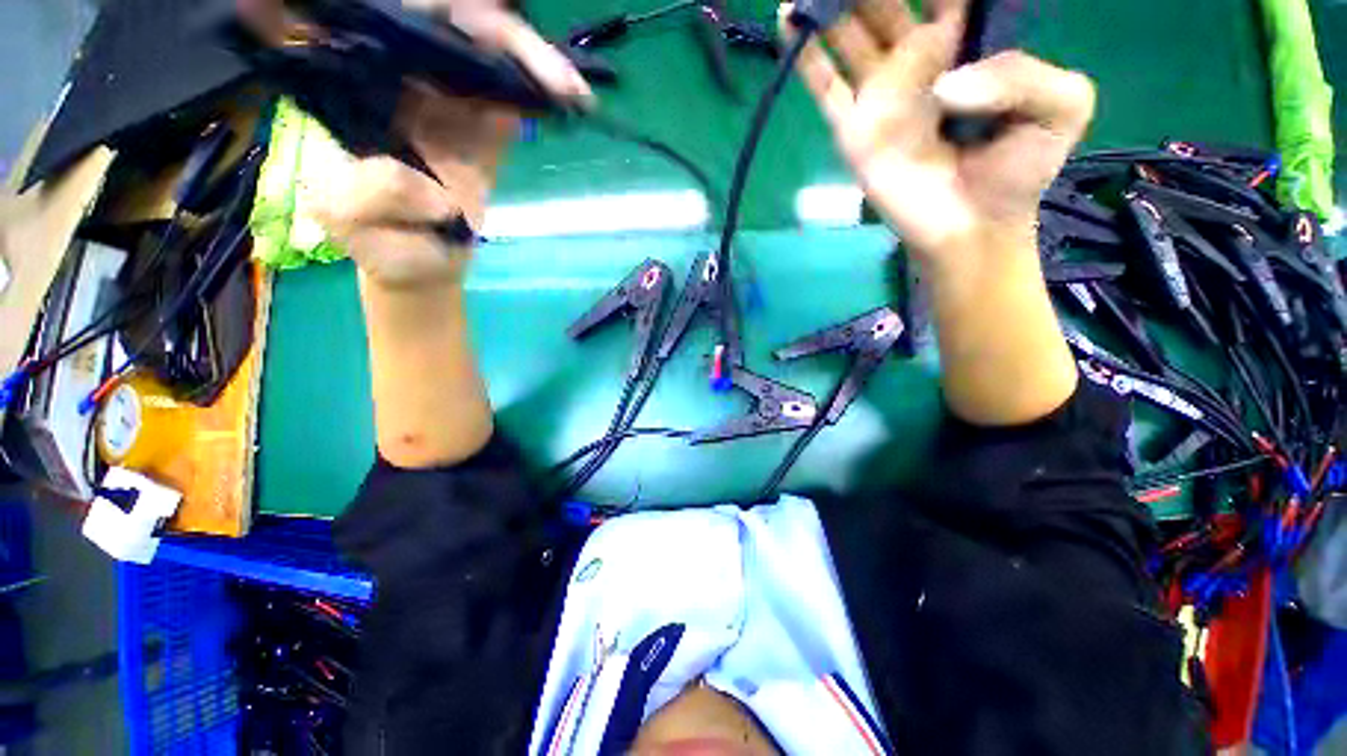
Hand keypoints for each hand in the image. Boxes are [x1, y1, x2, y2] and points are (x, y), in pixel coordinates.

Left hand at [243, 0, 593, 288]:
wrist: (419, 262)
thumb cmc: (378, 241)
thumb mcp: (353, 221)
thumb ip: (375, 194)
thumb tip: (438, 188)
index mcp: (360, 89)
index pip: (394, 30)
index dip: (436, 18)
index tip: (483, 34)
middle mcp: (404, 83)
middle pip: (450, 31)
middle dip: (502, 37)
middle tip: (554, 72)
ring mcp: (448, 103)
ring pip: (486, 56)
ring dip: (531, 62)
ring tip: (569, 88)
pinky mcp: (483, 129)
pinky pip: (511, 97)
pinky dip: (539, 90)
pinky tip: (569, 98)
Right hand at [780, 0, 1094, 266]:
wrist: (972, 227)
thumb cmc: (1017, 171)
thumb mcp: (1060, 107)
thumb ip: (1023, 72)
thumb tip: (944, 84)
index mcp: (963, 42)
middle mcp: (915, 59)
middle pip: (882, 3)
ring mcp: (878, 95)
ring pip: (847, 34)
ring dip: (828, 5)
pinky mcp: (852, 130)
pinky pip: (824, 86)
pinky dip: (805, 57)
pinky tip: (786, 18)